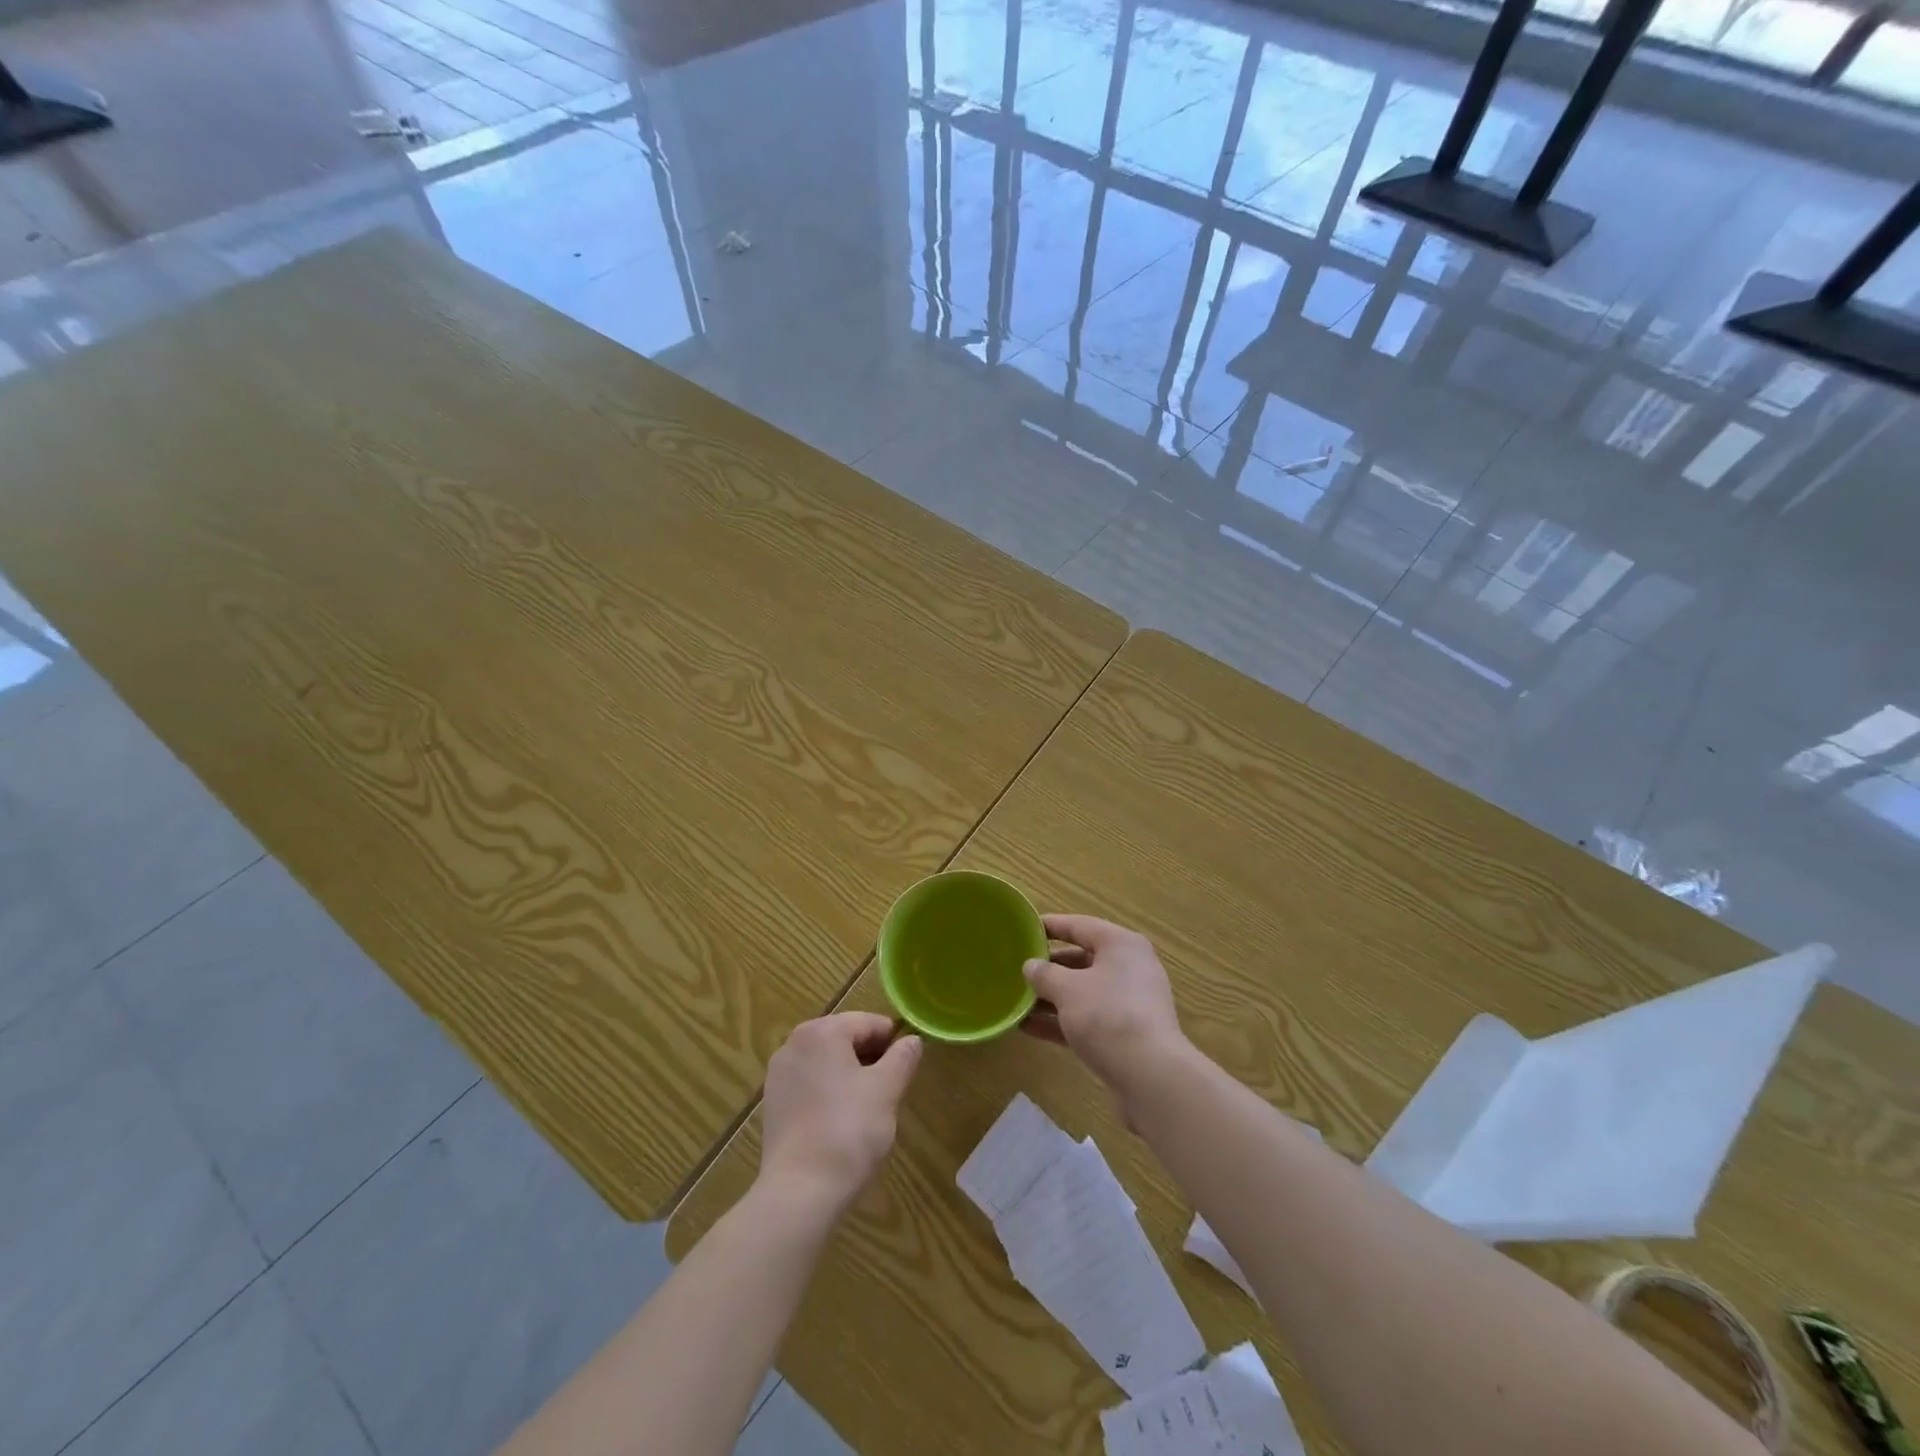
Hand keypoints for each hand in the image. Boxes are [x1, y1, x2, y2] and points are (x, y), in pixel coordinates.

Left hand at [758, 1013, 922, 1220]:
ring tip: (870, 1107)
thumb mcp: (887, 1090)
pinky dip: (829, 1093)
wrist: (800, 1191)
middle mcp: (794, 1043)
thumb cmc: (849, 1130)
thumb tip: (912, 1040)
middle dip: (870, 1058)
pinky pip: (810, 1085)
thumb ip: (902, 1058)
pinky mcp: (773, 1104)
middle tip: (892, 1088)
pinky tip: (842, 1122)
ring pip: (827, 1062)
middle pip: (844, 1039)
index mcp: (821, 1031)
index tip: (908, 1065)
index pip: (867, 1022)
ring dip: (850, 1075)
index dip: (892, 1040)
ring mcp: (779, 1074)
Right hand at [1022, 914, 1189, 1098]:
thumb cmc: (1108, 1016)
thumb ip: (1045, 974)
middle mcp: (1128, 968)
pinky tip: (1029, 1028)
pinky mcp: (1125, 1034)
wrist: (1150, 1076)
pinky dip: (1061, 1021)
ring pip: (1083, 992)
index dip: (1051, 926)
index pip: (1080, 925)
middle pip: (1082, 959)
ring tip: (1016, 1000)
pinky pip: (1087, 1019)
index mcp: (1120, 945)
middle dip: (1049, 967)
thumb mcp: (1068, 989)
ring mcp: (1129, 1003)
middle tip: (1017, 968)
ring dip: (1051, 997)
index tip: (1024, 928)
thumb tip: (1031, 966)